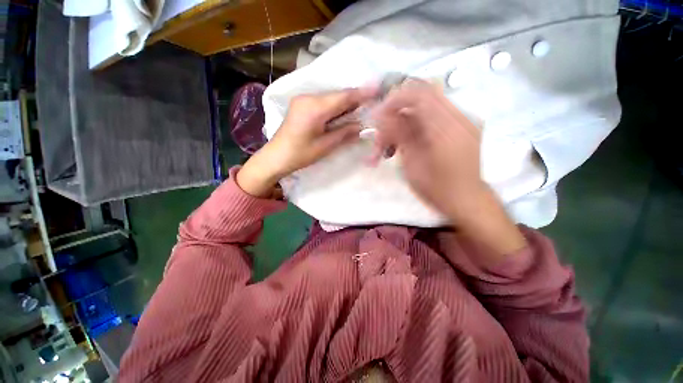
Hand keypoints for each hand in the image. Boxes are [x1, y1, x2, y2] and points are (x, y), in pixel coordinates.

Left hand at [237, 87, 375, 196]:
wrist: (276, 157)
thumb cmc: (300, 154)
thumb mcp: (325, 146)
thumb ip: (344, 133)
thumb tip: (362, 126)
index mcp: (314, 108)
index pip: (343, 97)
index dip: (362, 93)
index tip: (378, 90)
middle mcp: (308, 98)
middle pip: (337, 95)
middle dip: (354, 99)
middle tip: (371, 104)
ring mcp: (303, 100)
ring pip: (330, 98)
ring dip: (345, 104)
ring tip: (359, 110)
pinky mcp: (301, 105)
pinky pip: (323, 102)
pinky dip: (335, 107)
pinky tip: (342, 114)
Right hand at [373, 79, 525, 256]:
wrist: (466, 200)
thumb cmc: (436, 188)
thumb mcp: (412, 163)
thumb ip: (399, 134)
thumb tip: (381, 115)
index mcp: (447, 127)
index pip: (419, 95)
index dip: (395, 100)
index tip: (378, 115)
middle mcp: (459, 117)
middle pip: (422, 97)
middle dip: (397, 111)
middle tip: (382, 132)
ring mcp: (462, 121)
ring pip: (426, 107)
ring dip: (404, 121)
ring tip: (391, 145)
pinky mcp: (460, 127)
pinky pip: (433, 117)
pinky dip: (415, 126)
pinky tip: (406, 143)